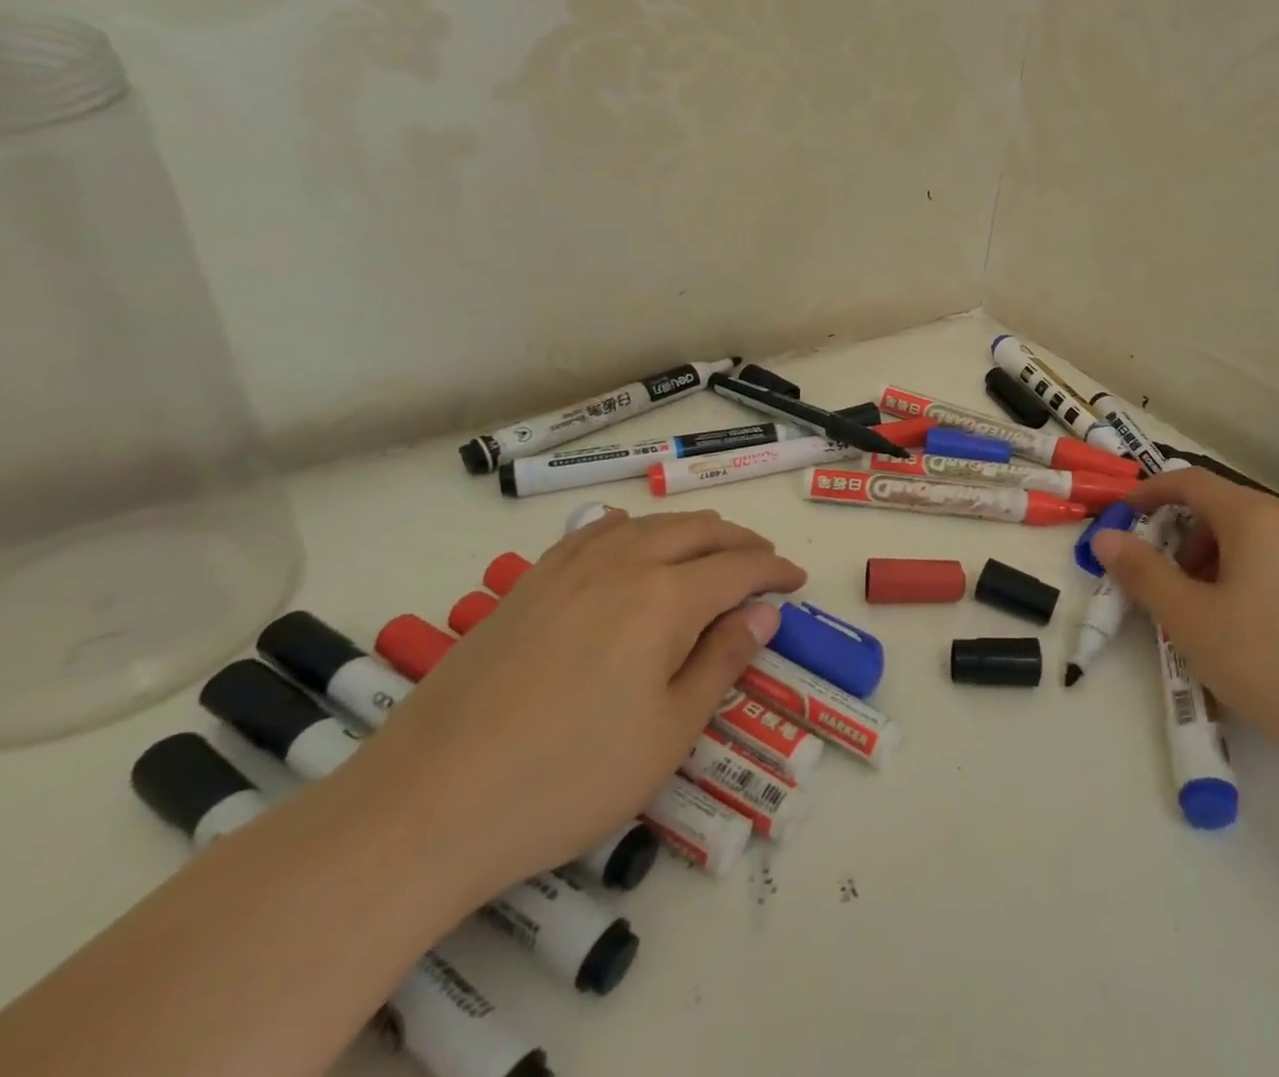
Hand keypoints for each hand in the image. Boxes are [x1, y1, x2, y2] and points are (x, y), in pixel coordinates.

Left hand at [348, 508, 803, 899]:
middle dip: (741, 543)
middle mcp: (623, 565)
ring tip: (712, 550)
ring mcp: (569, 568)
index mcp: (665, 599)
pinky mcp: (528, 584)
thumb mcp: (669, 733)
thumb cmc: (568, 779)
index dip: (775, 572)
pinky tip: (632, 545)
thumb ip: (722, 661)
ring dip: (693, 530)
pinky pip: (595, 532)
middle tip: (764, 564)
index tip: (797, 581)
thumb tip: (763, 613)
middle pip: (699, 532)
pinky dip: (633, 529)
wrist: (426, 807)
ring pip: (649, 524)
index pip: (739, 569)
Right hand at [1092, 469, 1278, 767]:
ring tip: (1210, 612)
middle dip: (1183, 537)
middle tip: (1167, 584)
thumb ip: (1141, 572)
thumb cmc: (1267, 661)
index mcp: (1254, 516)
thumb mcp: (1189, 618)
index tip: (1122, 518)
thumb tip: (1106, 538)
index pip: (1189, 482)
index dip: (1149, 494)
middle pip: (1222, 508)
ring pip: (1254, 535)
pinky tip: (1255, 626)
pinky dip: (1251, 573)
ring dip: (1216, 558)